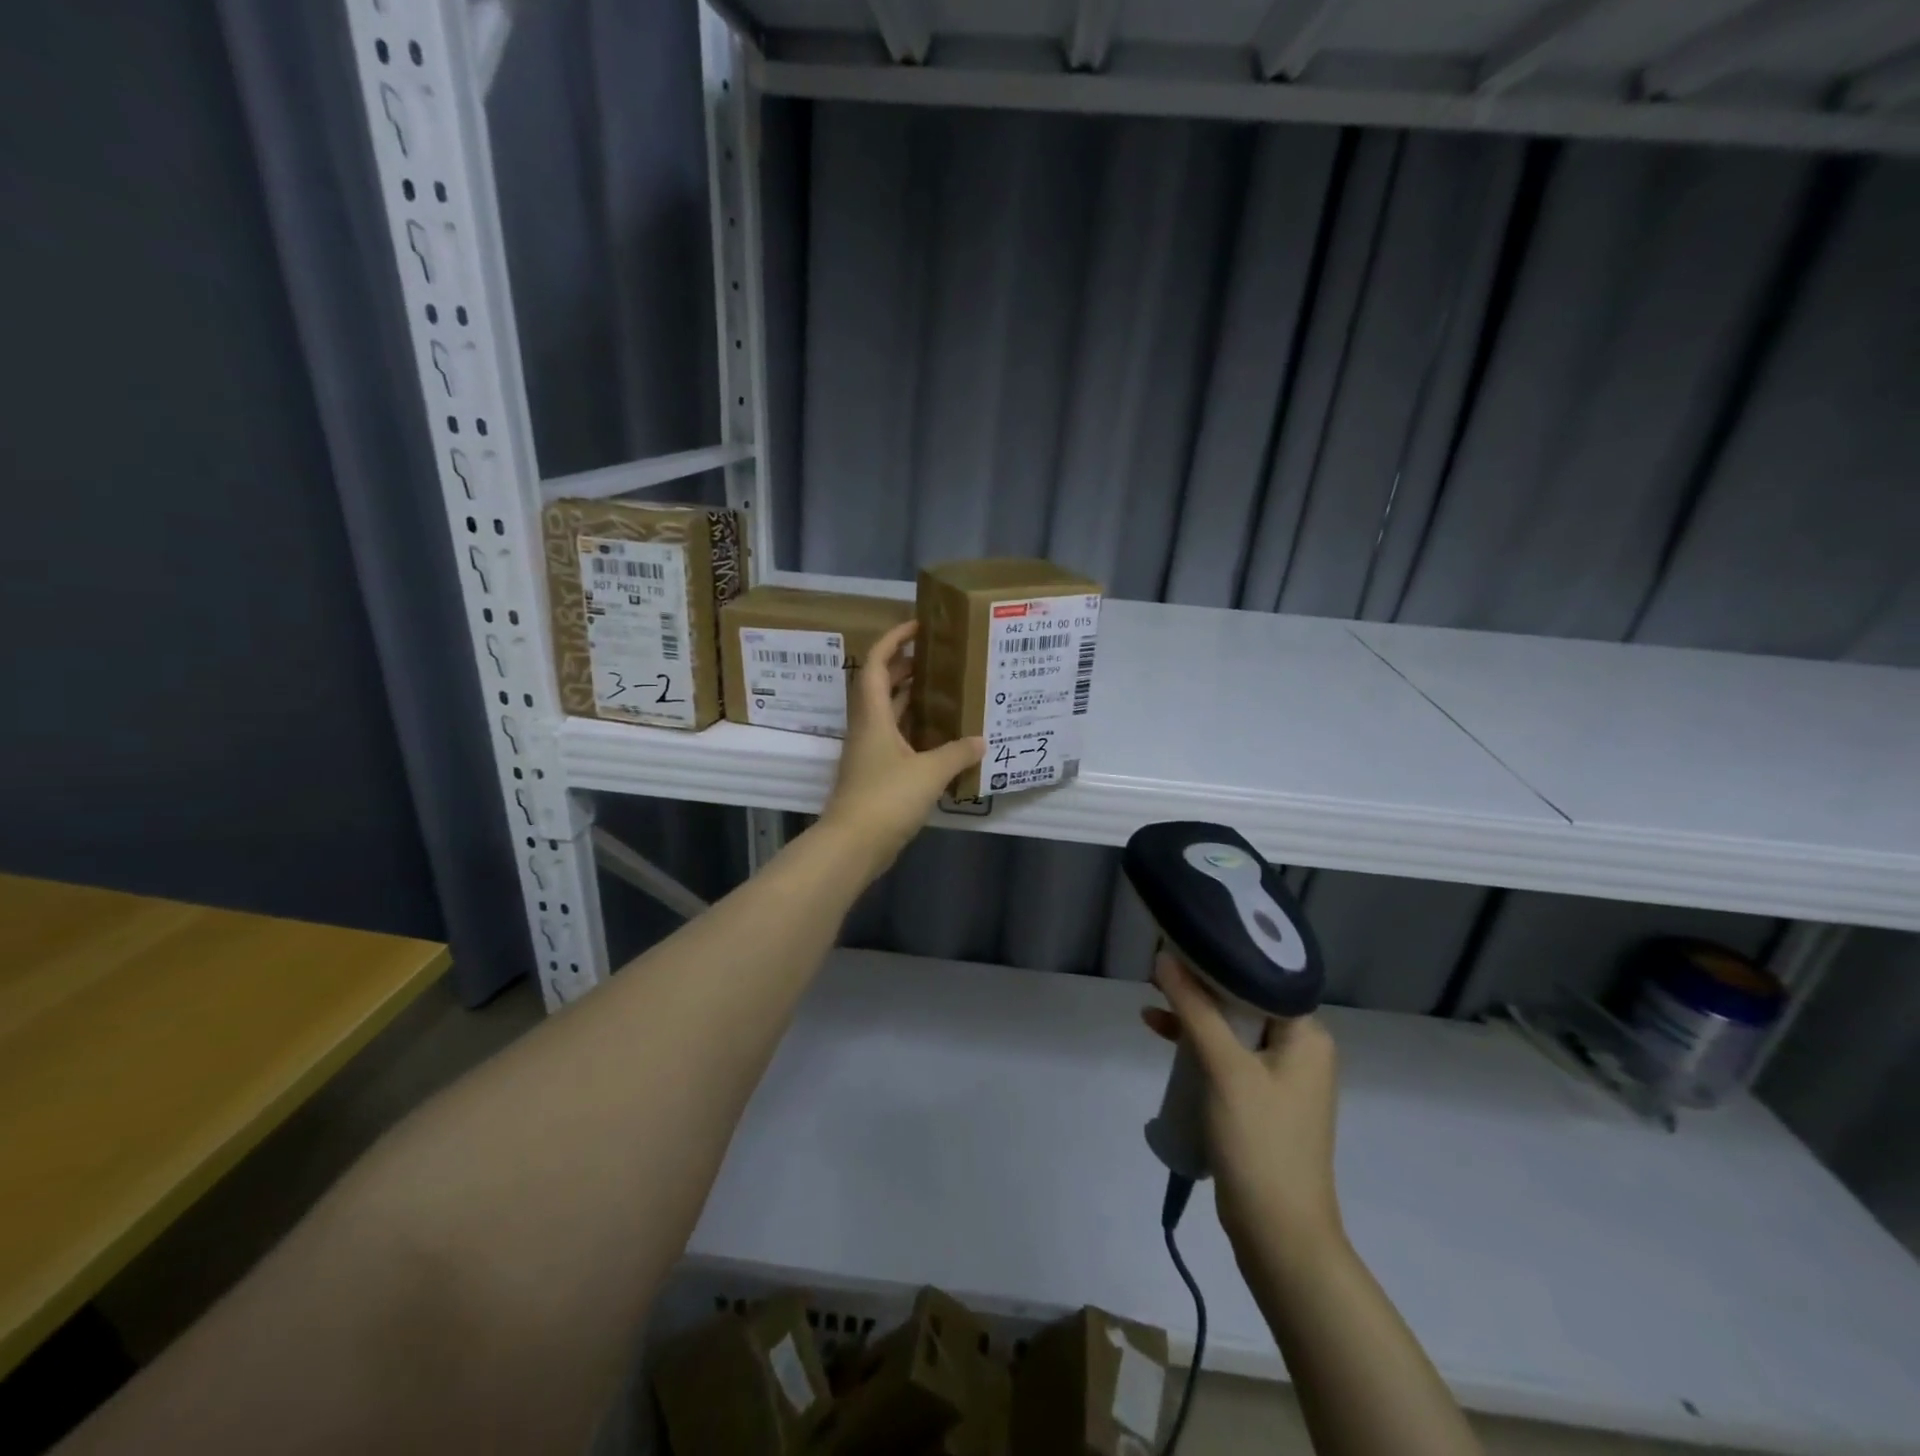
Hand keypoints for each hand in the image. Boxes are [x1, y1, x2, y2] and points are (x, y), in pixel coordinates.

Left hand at [816, 619, 983, 879]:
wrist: (853, 844)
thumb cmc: (886, 798)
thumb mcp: (929, 772)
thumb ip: (957, 753)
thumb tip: (981, 741)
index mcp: (872, 716)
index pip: (877, 664)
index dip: (893, 639)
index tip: (917, 625)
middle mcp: (867, 728)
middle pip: (881, 686)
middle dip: (906, 667)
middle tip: (938, 659)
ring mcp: (869, 753)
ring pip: (888, 714)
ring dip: (911, 699)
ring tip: (944, 690)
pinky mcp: (875, 775)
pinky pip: (896, 740)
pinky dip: (915, 731)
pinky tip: (940, 737)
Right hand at [1143, 952, 1342, 1260]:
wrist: (1280, 1235)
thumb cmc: (1261, 1142)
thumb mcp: (1225, 1068)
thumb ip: (1195, 1009)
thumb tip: (1165, 957)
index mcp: (1306, 1034)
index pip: (1262, 976)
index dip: (1220, 956)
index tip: (1182, 940)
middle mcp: (1299, 1049)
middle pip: (1244, 999)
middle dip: (1200, 983)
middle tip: (1159, 964)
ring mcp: (1280, 1077)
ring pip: (1231, 1026)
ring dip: (1194, 1012)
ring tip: (1151, 994)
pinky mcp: (1260, 1100)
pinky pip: (1226, 1055)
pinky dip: (1195, 1042)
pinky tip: (1158, 1030)